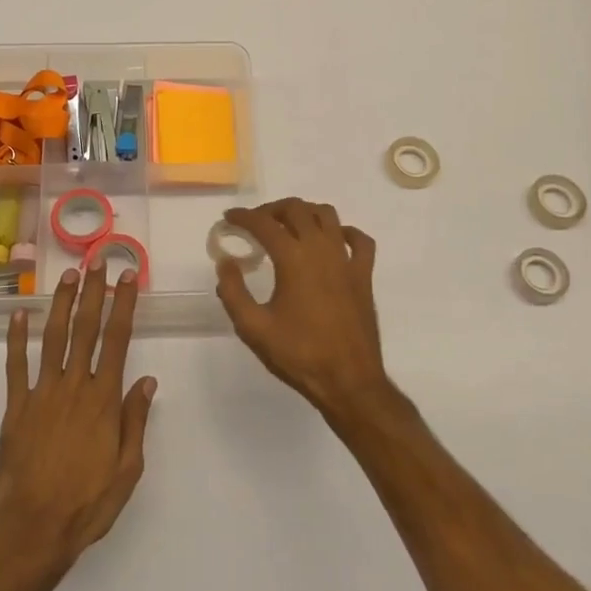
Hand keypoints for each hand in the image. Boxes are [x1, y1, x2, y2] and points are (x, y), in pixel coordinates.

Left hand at [0, 264, 156, 576]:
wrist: (33, 529)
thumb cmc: (87, 504)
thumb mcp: (127, 470)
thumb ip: (135, 421)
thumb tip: (147, 379)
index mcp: (103, 400)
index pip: (117, 340)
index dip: (123, 305)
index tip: (127, 278)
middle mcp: (73, 386)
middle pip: (86, 330)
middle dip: (94, 293)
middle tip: (98, 262)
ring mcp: (42, 394)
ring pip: (53, 338)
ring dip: (62, 305)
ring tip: (69, 277)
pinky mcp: (16, 407)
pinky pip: (16, 366)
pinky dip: (16, 338)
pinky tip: (18, 314)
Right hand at [215, 198, 390, 420]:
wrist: (349, 381)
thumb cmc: (299, 355)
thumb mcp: (253, 328)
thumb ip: (233, 292)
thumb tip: (226, 262)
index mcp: (293, 258)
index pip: (264, 224)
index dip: (243, 217)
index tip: (229, 218)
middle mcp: (321, 249)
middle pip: (296, 209)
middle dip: (271, 209)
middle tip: (255, 224)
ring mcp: (346, 260)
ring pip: (327, 215)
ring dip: (304, 213)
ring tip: (288, 227)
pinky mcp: (364, 275)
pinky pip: (359, 240)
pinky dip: (344, 232)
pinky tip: (332, 241)